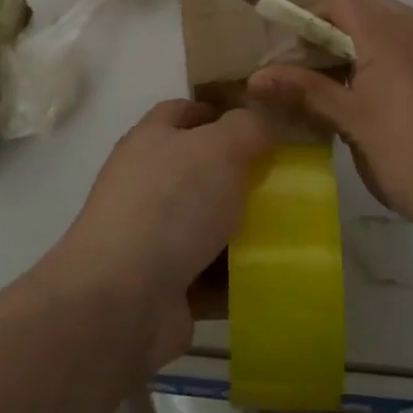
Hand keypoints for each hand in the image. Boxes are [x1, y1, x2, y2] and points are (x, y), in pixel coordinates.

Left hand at [54, 99, 271, 368]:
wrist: (123, 300)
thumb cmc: (171, 205)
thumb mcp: (219, 148)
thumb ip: (246, 127)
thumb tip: (259, 123)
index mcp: (150, 141)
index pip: (183, 113)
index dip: (219, 113)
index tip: (261, 126)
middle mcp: (145, 185)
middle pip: (198, 170)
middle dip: (239, 175)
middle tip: (285, 181)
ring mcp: (150, 238)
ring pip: (206, 224)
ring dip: (242, 230)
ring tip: (289, 230)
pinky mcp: (162, 286)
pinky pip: (209, 274)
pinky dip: (236, 277)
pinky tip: (272, 275)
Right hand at [248, 0, 412, 253]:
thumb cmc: (410, 160)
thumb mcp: (351, 124)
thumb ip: (304, 90)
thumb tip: (256, 78)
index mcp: (390, 34)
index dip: (315, 16)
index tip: (304, 56)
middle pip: (375, 10)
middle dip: (346, 36)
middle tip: (332, 81)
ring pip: (408, 29)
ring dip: (382, 49)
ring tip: (374, 99)